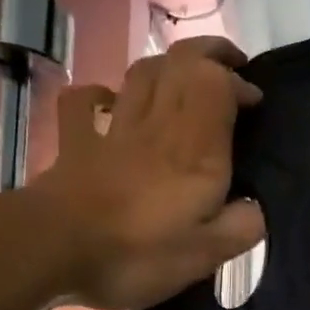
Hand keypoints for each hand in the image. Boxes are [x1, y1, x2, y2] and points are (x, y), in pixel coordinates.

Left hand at [25, 36, 265, 309]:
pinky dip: (101, 94)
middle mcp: (157, 125)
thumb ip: (241, 227)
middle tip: (231, 66)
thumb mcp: (205, 255)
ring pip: (141, 72)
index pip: (218, 83)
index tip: (255, 103)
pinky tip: (111, 102)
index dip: (239, 83)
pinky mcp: (77, 142)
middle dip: (211, 53)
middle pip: (182, 60)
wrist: (53, 248)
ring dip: (168, 64)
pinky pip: (85, 100)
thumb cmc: (137, 253)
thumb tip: (255, 208)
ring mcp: (113, 129)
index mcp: (195, 149)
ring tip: (185, 77)